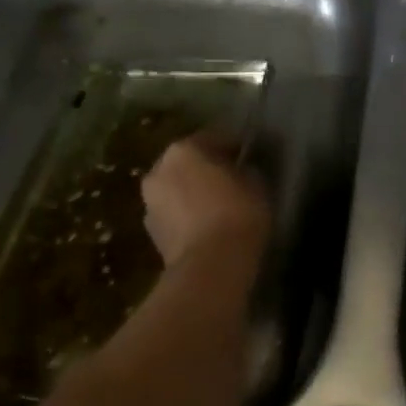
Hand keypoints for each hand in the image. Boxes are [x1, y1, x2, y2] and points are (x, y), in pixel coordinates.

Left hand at [140, 136, 270, 272]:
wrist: (210, 267)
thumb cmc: (237, 213)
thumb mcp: (256, 183)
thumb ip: (246, 169)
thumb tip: (241, 170)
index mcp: (183, 150)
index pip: (214, 138)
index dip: (234, 146)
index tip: (248, 156)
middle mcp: (159, 170)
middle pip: (188, 163)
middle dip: (207, 169)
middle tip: (232, 179)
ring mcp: (150, 203)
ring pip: (177, 189)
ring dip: (194, 193)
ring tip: (219, 206)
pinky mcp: (150, 234)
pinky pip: (174, 215)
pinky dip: (187, 217)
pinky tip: (208, 226)